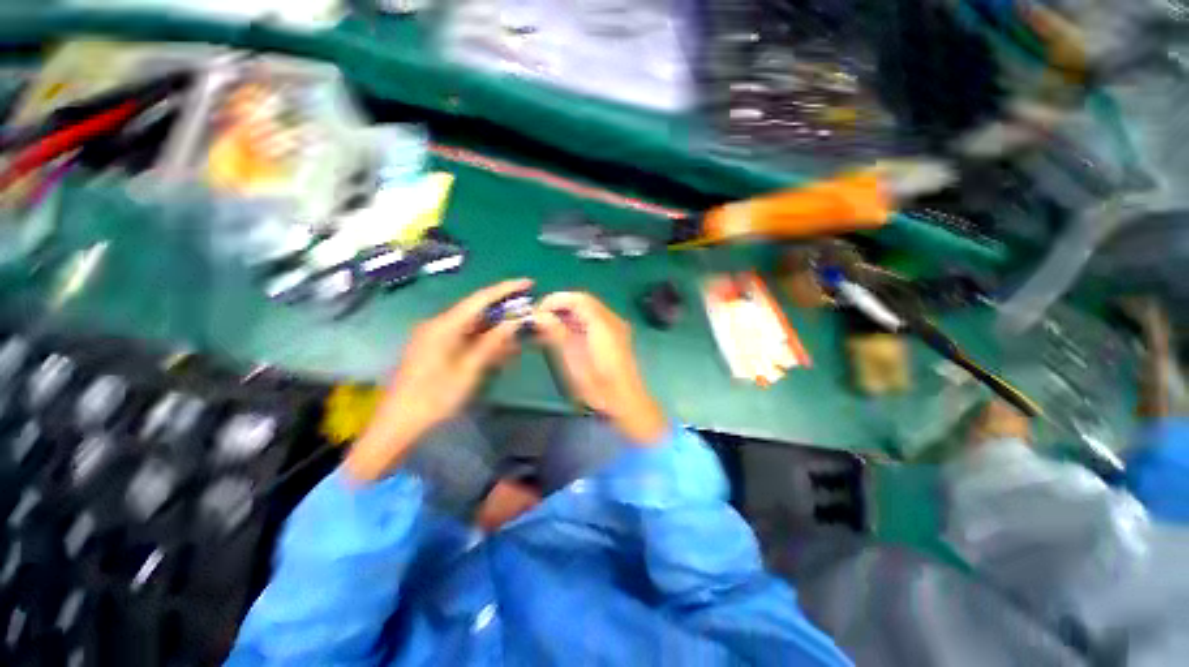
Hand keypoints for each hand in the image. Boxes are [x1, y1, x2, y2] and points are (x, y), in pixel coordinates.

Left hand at [346, 280, 530, 481]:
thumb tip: (513, 323)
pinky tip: (501, 350)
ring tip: (519, 337)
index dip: (505, 289)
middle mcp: (437, 326)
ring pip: (472, 327)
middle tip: (528, 315)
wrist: (397, 428)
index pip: (480, 299)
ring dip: (496, 331)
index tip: (528, 283)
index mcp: (443, 327)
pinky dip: (483, 343)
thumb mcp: (468, 372)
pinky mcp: (434, 350)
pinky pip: (464, 340)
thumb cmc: (433, 400)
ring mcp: (435, 338)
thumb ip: (491, 344)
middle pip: (477, 311)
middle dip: (504, 313)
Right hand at [534, 292, 666, 444]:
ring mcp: (617, 327)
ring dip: (568, 313)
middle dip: (560, 306)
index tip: (537, 312)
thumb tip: (539, 316)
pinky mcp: (616, 335)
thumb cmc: (599, 386)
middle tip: (540, 319)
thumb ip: (557, 334)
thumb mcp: (574, 361)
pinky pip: (594, 319)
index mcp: (603, 324)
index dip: (555, 300)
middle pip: (584, 301)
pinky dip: (578, 321)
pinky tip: (565, 334)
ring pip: (589, 309)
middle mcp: (613, 320)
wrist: (626, 403)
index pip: (577, 299)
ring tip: (548, 327)